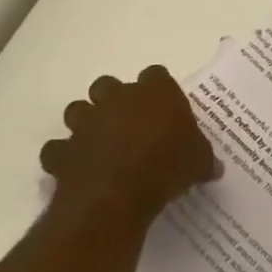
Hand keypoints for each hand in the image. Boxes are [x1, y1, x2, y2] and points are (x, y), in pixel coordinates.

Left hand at [40, 68, 220, 230]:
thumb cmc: (167, 167)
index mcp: (155, 92)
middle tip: (127, 122)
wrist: (117, 196)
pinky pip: (57, 149)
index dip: (158, 90)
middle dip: (113, 99)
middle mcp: (117, 99)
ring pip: (77, 109)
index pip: (156, 74)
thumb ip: (204, 159)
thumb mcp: (199, 163)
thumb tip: (214, 168)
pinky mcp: (63, 151)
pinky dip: (64, 156)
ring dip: (85, 122)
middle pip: (107, 84)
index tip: (165, 108)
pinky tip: (76, 168)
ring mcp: (86, 123)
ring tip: (98, 142)